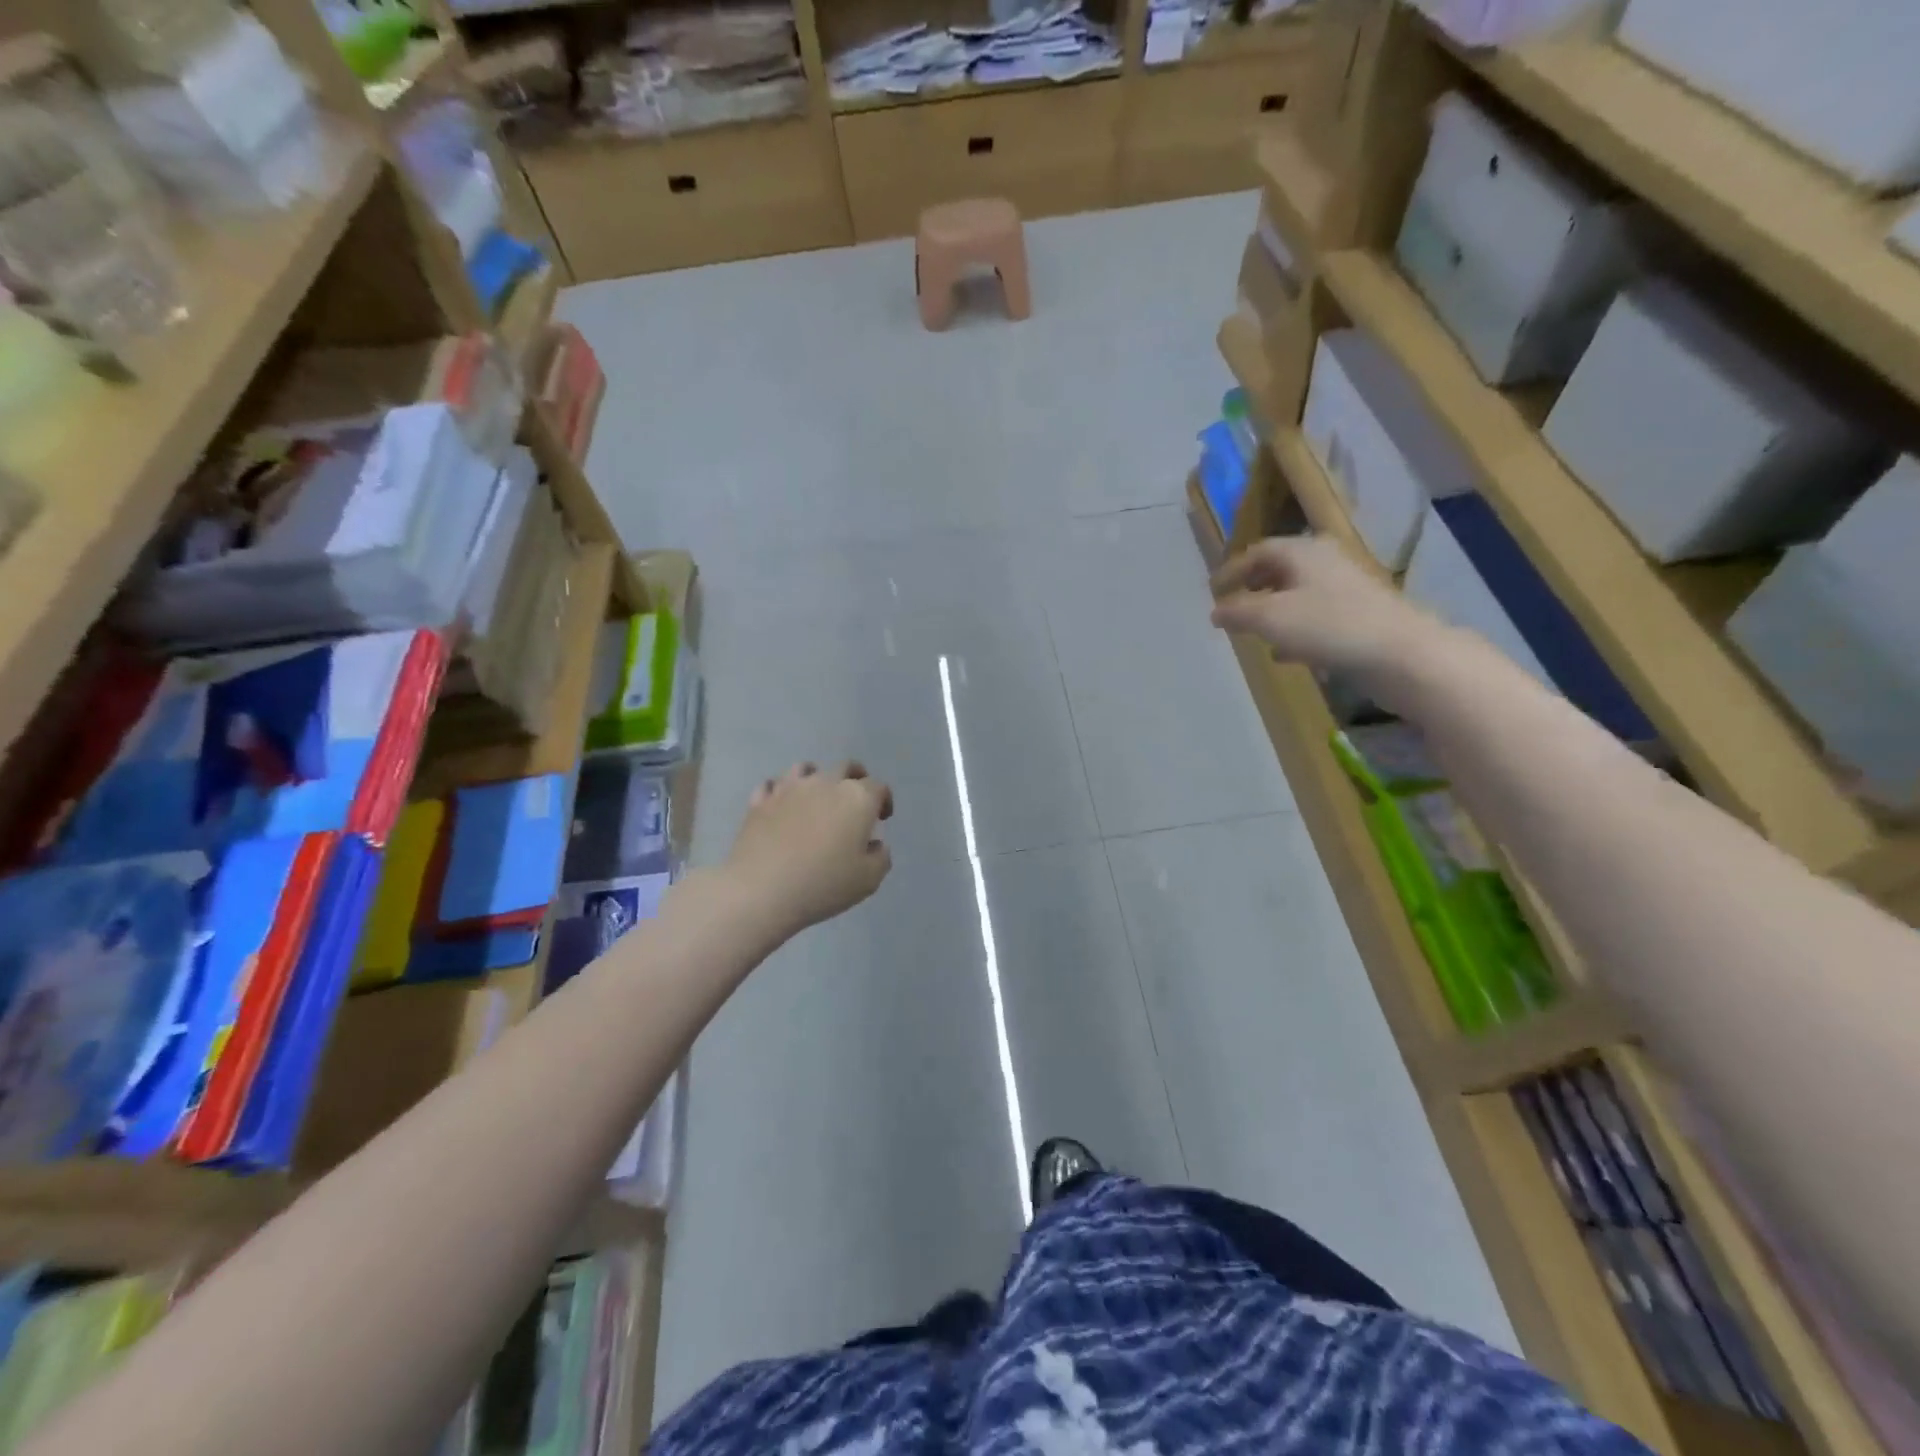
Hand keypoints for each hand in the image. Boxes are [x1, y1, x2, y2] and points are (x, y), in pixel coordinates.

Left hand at [724, 762, 894, 939]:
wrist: (761, 890)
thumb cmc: (823, 884)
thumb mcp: (868, 880)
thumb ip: (880, 857)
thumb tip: (875, 844)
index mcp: (857, 799)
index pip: (878, 787)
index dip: (884, 800)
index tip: (882, 818)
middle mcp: (825, 783)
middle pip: (846, 767)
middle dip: (856, 778)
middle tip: (856, 799)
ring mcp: (789, 788)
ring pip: (807, 768)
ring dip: (817, 778)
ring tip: (817, 797)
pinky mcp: (760, 800)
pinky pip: (773, 785)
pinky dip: (782, 791)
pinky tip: (782, 805)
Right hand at [1210, 537, 1447, 684]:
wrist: (1400, 652)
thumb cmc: (1328, 626)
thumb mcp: (1270, 618)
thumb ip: (1237, 612)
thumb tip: (1215, 611)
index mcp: (1302, 552)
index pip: (1258, 551)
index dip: (1232, 570)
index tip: (1212, 591)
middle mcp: (1325, 561)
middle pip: (1280, 568)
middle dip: (1253, 587)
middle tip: (1232, 605)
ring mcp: (1346, 588)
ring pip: (1298, 593)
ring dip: (1273, 609)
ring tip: (1253, 632)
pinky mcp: (1359, 615)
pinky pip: (1316, 615)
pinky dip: (1294, 628)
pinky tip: (1285, 653)